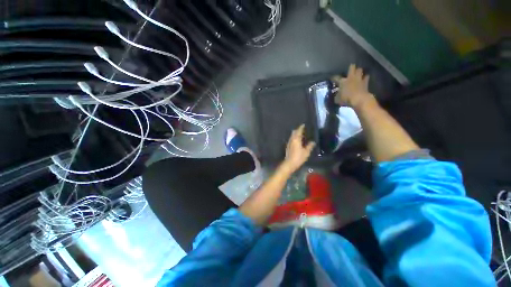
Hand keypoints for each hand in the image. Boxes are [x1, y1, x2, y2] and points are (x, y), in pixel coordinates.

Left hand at [282, 124, 314, 173]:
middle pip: (294, 132)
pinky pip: (291, 139)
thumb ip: (310, 146)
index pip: (298, 131)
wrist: (289, 163)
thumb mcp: (306, 152)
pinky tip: (297, 141)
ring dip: (295, 134)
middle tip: (303, 129)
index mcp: (296, 139)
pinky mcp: (288, 146)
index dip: (301, 127)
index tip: (304, 125)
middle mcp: (291, 139)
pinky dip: (294, 138)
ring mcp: (289, 143)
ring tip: (301, 134)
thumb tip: (313, 142)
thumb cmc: (298, 157)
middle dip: (298, 130)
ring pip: (292, 136)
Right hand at [332, 64, 375, 108]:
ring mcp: (359, 79)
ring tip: (357, 73)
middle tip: (350, 70)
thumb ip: (337, 96)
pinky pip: (366, 77)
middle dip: (351, 68)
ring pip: (360, 70)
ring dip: (358, 71)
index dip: (334, 78)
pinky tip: (364, 79)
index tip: (332, 78)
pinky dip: (365, 77)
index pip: (336, 77)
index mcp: (342, 81)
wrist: (360, 99)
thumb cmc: (346, 99)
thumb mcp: (338, 99)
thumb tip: (336, 95)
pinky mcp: (366, 82)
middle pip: (352, 67)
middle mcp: (351, 77)